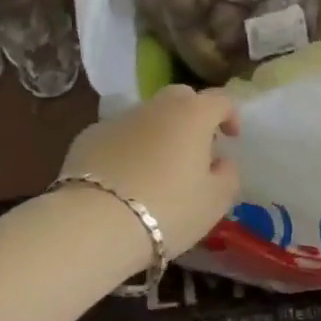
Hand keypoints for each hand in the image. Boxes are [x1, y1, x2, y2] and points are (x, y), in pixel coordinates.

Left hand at [61, 86, 240, 249]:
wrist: (95, 223)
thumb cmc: (168, 210)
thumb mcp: (214, 202)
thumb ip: (228, 176)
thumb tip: (222, 162)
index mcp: (192, 115)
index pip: (220, 99)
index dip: (230, 115)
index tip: (231, 138)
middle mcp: (156, 107)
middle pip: (180, 98)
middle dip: (192, 116)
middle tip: (195, 148)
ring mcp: (119, 118)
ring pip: (147, 117)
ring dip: (158, 133)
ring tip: (157, 169)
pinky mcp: (89, 136)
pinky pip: (118, 136)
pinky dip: (127, 149)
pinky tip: (124, 179)